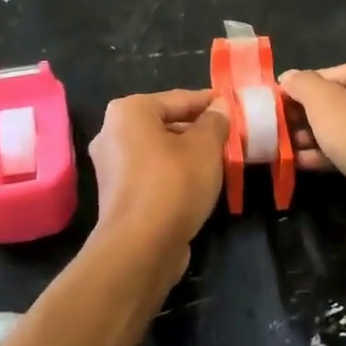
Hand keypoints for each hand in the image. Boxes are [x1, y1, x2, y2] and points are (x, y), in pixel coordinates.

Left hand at [88, 89, 228, 277]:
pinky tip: (198, 184)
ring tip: (219, 160)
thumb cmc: (174, 183)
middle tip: (229, 136)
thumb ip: (215, 122)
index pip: (179, 98)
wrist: (141, 247)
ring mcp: (112, 167)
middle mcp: (112, 133)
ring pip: (159, 150)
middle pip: (166, 123)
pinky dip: (174, 174)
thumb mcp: (205, 147)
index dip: (209, 102)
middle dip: (197, 129)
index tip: (233, 107)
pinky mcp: (118, 195)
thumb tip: (220, 107)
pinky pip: (152, 174)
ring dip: (187, 153)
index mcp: (129, 111)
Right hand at [277, 58, 345, 240]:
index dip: (292, 93)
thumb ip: (301, 85)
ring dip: (309, 138)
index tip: (267, 113)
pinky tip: (300, 164)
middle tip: (270, 135)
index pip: (320, 75)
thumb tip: (288, 78)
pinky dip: (326, 154)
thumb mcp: (325, 103)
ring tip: (278, 151)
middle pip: (330, 101)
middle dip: (300, 118)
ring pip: (339, 127)